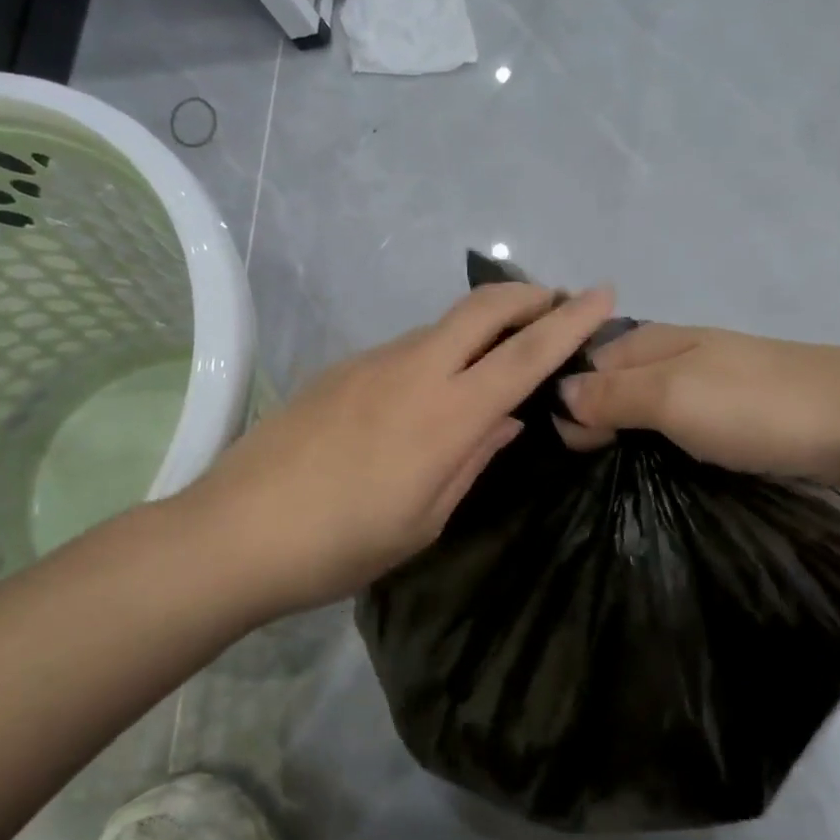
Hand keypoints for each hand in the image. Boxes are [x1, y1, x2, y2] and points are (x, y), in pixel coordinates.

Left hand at [179, 282, 616, 619]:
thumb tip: (505, 420)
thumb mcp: (425, 520)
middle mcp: (413, 371)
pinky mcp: (341, 368)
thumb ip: (472, 459)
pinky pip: (406, 347)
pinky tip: (431, 389)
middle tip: (558, 302)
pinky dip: (439, 350)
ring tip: (499, 353)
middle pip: (482, 308)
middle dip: (529, 295)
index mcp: (446, 416)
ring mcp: (372, 363)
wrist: (236, 532)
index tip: (603, 294)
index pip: (524, 356)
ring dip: (482, 325)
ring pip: (442, 325)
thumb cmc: (341, 545)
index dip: (569, 322)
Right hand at [555, 324, 839, 488]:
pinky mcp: (737, 413)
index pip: (587, 364)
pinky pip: (681, 424)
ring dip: (628, 435)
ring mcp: (710, 383)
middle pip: (615, 383)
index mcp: (654, 341)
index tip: (567, 453)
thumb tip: (559, 395)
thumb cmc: (756, 408)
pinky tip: (663, 469)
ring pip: (648, 406)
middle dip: (594, 420)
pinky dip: (663, 444)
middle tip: (588, 471)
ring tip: (616, 478)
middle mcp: (676, 355)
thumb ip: (612, 394)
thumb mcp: (672, 397)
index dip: (568, 404)